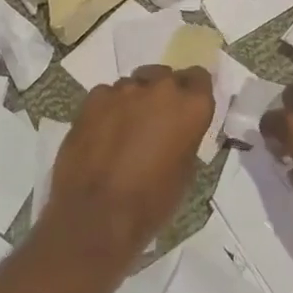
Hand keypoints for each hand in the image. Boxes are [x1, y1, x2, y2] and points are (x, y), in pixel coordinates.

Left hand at [44, 65, 213, 266]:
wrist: (96, 216)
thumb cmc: (151, 202)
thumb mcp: (185, 171)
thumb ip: (185, 136)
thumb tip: (176, 129)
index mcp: (190, 106)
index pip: (200, 77)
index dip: (193, 92)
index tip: (186, 109)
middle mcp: (160, 89)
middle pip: (165, 76)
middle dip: (162, 93)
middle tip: (155, 121)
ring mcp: (122, 90)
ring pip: (133, 85)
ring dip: (134, 101)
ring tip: (124, 130)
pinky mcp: (92, 99)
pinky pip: (106, 96)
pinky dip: (108, 109)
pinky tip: (101, 134)